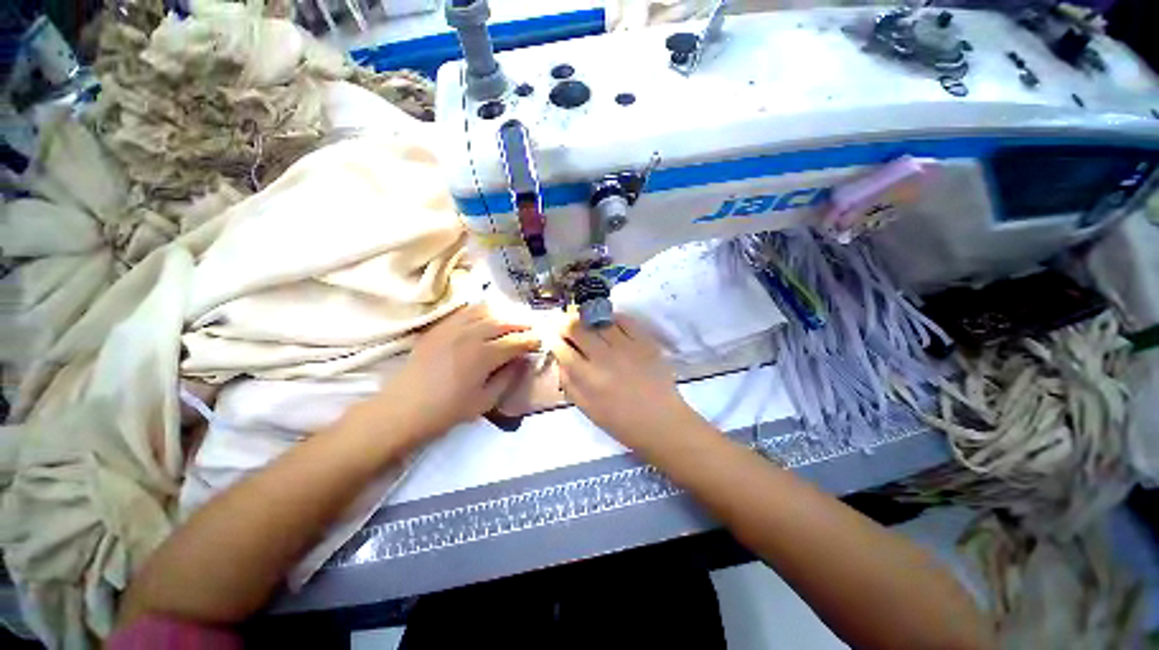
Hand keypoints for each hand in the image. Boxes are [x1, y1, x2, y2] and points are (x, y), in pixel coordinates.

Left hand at [369, 304, 539, 445]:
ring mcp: (452, 328)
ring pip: (484, 312)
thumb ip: (508, 378)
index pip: (516, 342)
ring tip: (510, 321)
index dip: (531, 341)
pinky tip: (485, 317)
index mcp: (484, 355)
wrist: (402, 410)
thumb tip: (522, 361)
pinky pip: (463, 312)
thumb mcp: (485, 401)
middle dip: (520, 324)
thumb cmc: (447, 411)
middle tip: (530, 328)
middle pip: (503, 322)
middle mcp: (471, 335)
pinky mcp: (439, 328)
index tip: (540, 341)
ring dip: (502, 314)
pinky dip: (479, 311)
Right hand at [552, 314, 699, 450]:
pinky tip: (609, 322)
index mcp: (588, 378)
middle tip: (565, 325)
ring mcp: (626, 347)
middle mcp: (604, 358)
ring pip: (598, 320)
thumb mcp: (587, 409)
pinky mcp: (645, 342)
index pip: (562, 348)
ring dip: (587, 319)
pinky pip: (624, 320)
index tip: (551, 335)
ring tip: (586, 322)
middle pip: (577, 328)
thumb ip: (569, 383)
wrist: (662, 422)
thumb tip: (561, 359)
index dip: (552, 338)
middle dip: (565, 323)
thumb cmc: (622, 422)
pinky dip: (612, 318)